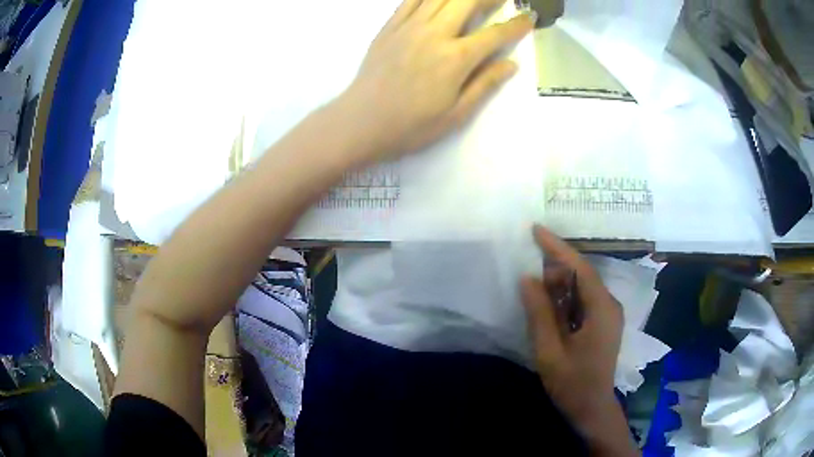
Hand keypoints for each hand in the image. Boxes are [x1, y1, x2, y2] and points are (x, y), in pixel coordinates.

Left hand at [340, 0, 534, 160]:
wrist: (360, 122)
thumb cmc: (410, 125)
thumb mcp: (456, 114)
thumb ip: (485, 84)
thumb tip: (511, 64)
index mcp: (456, 59)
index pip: (495, 34)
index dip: (516, 25)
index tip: (529, 17)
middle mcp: (434, 34)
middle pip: (466, 1)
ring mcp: (409, 27)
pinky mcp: (389, 27)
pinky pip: (411, 0)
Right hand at [521, 226, 627, 442]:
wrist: (591, 407)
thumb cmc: (571, 382)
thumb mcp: (549, 349)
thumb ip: (539, 313)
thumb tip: (528, 278)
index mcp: (602, 309)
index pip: (580, 268)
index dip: (557, 247)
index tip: (536, 230)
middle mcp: (609, 305)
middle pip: (582, 275)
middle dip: (555, 272)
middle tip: (529, 280)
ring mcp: (608, 314)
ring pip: (582, 288)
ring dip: (559, 288)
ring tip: (536, 298)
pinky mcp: (603, 323)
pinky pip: (583, 301)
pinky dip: (565, 300)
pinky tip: (550, 310)